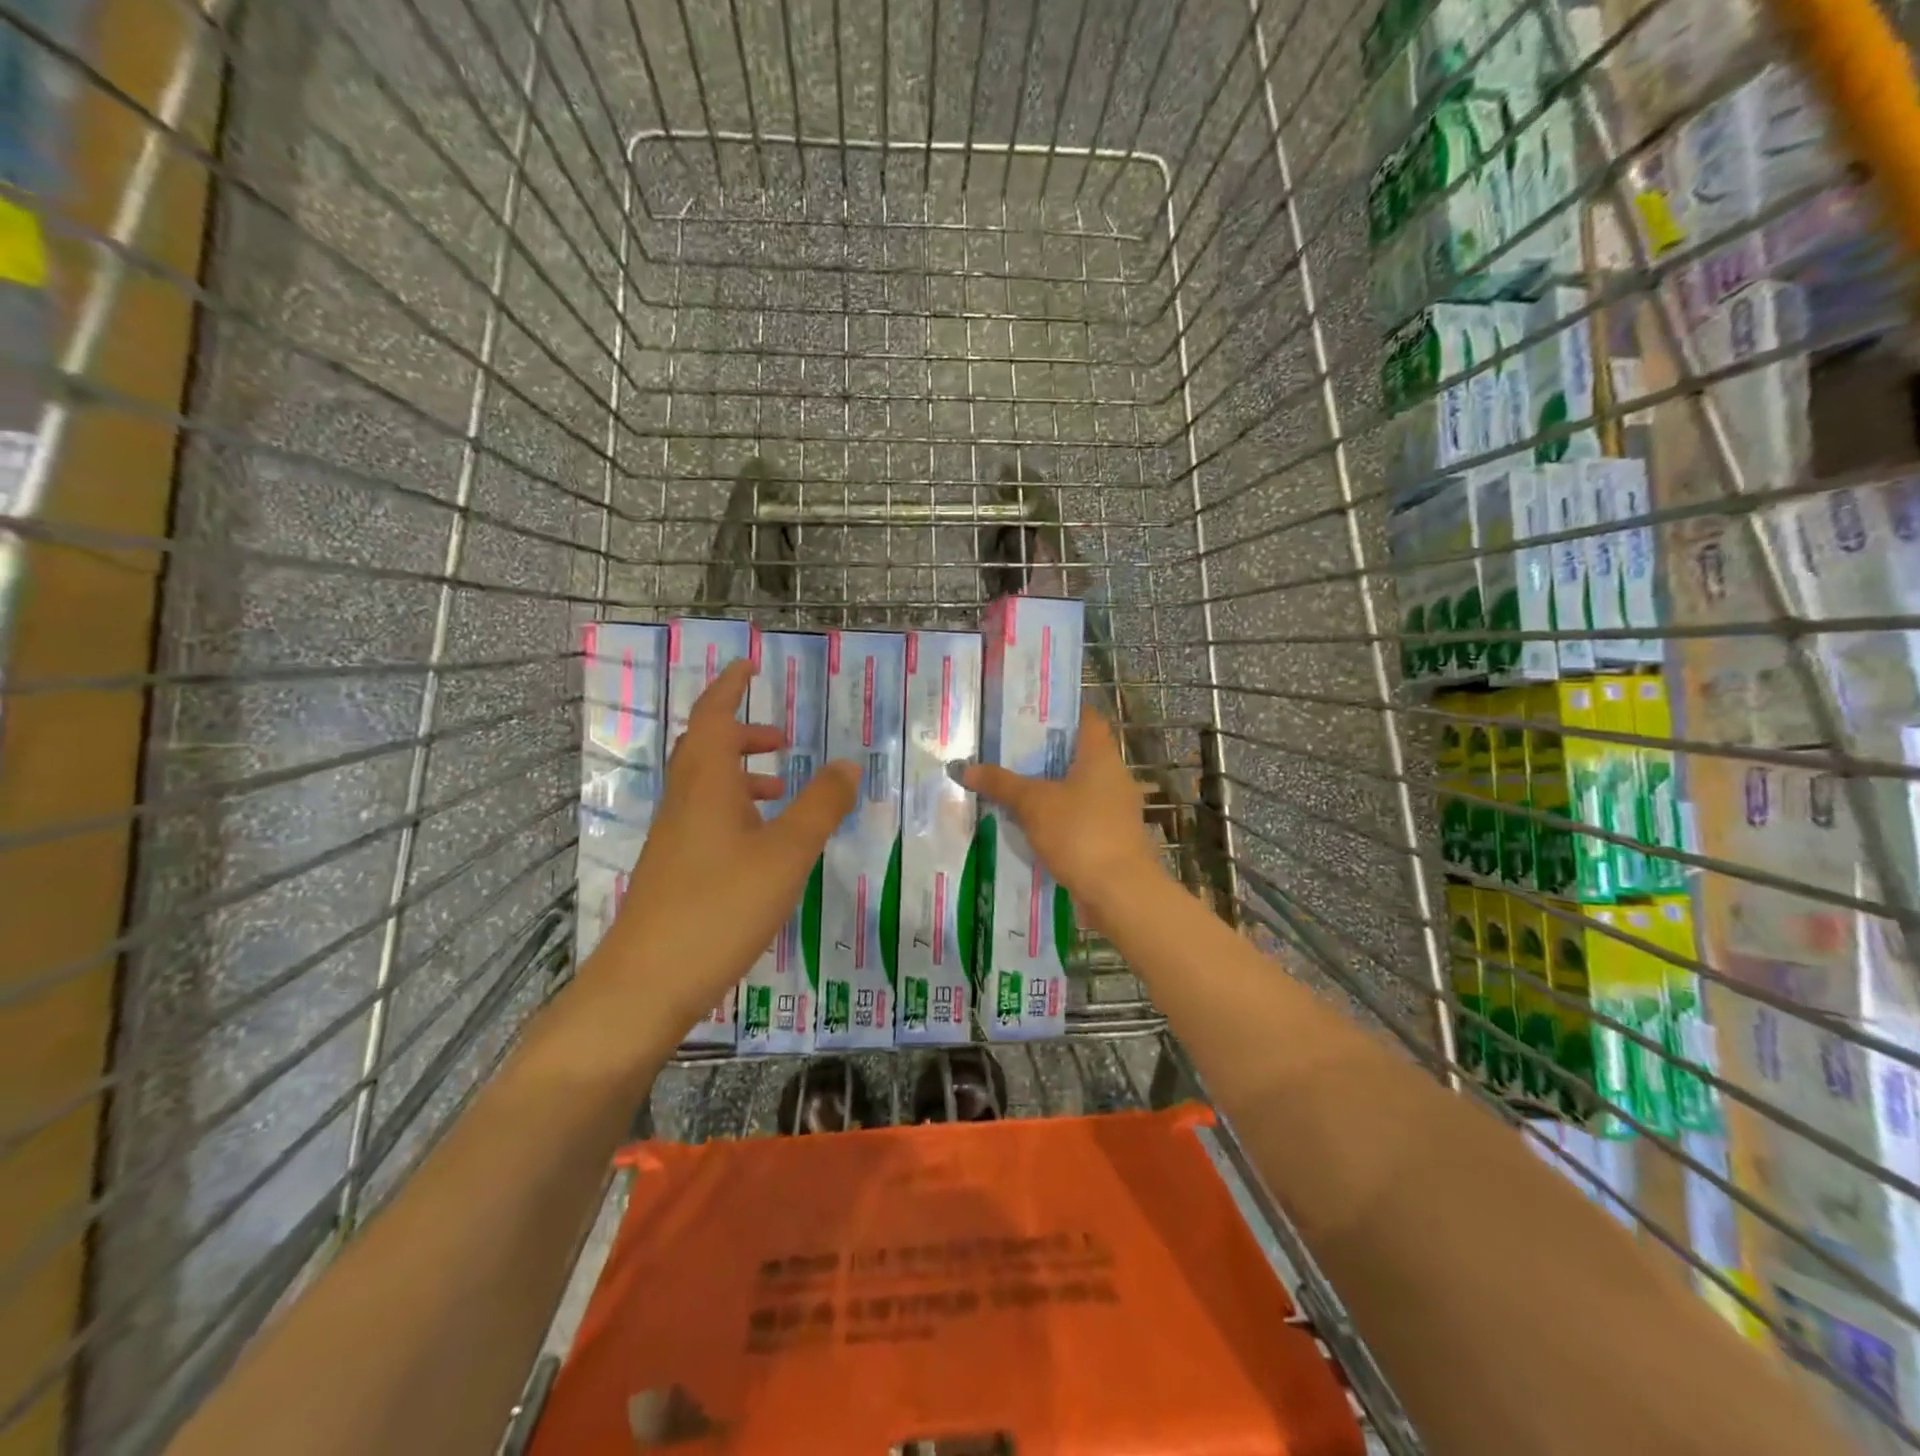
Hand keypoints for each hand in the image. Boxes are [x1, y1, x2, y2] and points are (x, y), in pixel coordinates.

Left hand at [586, 659, 858, 1031]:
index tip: (749, 665)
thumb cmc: (720, 906)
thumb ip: (821, 805)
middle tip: (781, 738)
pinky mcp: (674, 870)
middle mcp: (684, 802)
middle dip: (742, 734)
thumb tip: (848, 763)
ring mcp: (674, 838)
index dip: (730, 687)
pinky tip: (761, 844)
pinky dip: (735, 810)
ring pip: (705, 787)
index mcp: (706, 784)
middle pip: (706, 748)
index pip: (713, 716)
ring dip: (740, 774)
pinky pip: (705, 818)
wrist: (646, 983)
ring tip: (780, 788)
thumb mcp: (787, 853)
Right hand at [964, 709, 1165, 932]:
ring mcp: (1114, 809)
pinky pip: (1077, 817)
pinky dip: (1055, 817)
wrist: (1119, 892)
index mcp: (1101, 755)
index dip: (1059, 711)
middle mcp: (1113, 776)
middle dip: (1042, 754)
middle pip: (1076, 754)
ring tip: (1008, 786)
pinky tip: (1026, 824)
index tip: (1027, 712)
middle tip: (1004, 750)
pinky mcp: (1110, 838)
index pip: (1085, 718)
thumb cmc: (1080, 833)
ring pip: (1075, 789)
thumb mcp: (1033, 804)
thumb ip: (1001, 783)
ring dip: (1047, 788)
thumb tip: (965, 768)